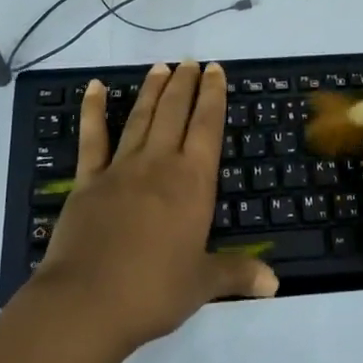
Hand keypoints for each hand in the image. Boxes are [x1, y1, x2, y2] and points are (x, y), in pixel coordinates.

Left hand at [32, 62, 276, 350]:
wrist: (88, 302)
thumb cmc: (153, 291)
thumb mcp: (202, 284)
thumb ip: (237, 273)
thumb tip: (275, 283)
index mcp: (192, 182)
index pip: (208, 127)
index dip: (213, 96)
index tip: (215, 70)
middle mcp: (159, 164)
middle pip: (174, 112)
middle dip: (185, 84)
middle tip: (190, 61)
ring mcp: (121, 168)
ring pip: (141, 118)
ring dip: (152, 90)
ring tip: (161, 66)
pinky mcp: (89, 180)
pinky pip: (92, 138)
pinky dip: (93, 110)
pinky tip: (95, 87)